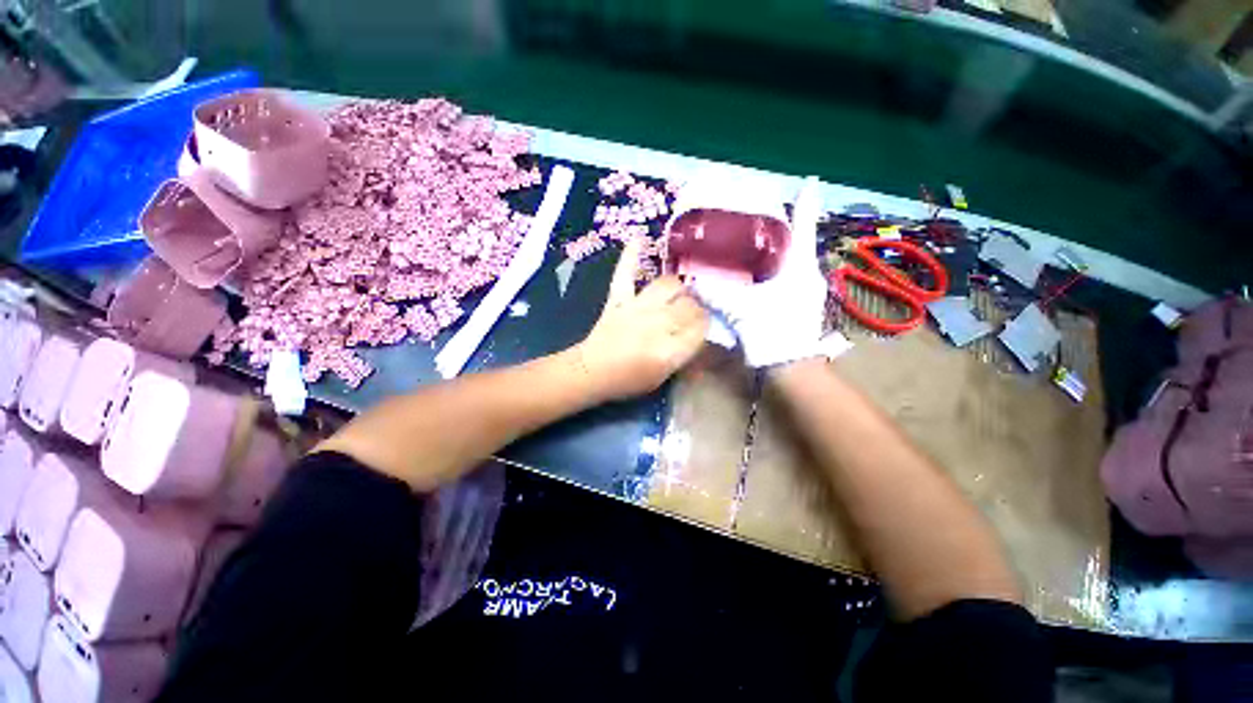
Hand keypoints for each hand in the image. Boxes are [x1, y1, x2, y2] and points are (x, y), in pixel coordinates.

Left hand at [576, 237, 709, 400]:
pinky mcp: (618, 299)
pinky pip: (626, 274)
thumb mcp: (663, 377)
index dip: (706, 324)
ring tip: (679, 293)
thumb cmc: (628, 379)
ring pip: (668, 285)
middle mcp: (657, 324)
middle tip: (692, 313)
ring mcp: (636, 308)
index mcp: (669, 350)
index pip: (701, 327)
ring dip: (678, 287)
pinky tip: (639, 238)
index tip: (704, 326)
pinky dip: (631, 256)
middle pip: (688, 305)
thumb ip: (685, 356)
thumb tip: (704, 337)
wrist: (592, 372)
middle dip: (696, 307)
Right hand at [695, 177, 828, 366]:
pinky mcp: (801, 305)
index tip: (811, 181)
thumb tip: (691, 283)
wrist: (790, 367)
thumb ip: (715, 294)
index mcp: (799, 267)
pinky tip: (762, 273)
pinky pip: (790, 278)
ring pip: (795, 261)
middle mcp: (809, 274)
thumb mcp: (740, 309)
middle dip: (788, 226)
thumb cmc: (771, 332)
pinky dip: (777, 270)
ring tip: (763, 240)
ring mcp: (808, 291)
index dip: (807, 202)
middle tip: (768, 214)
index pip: (804, 226)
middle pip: (800, 242)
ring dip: (782, 250)